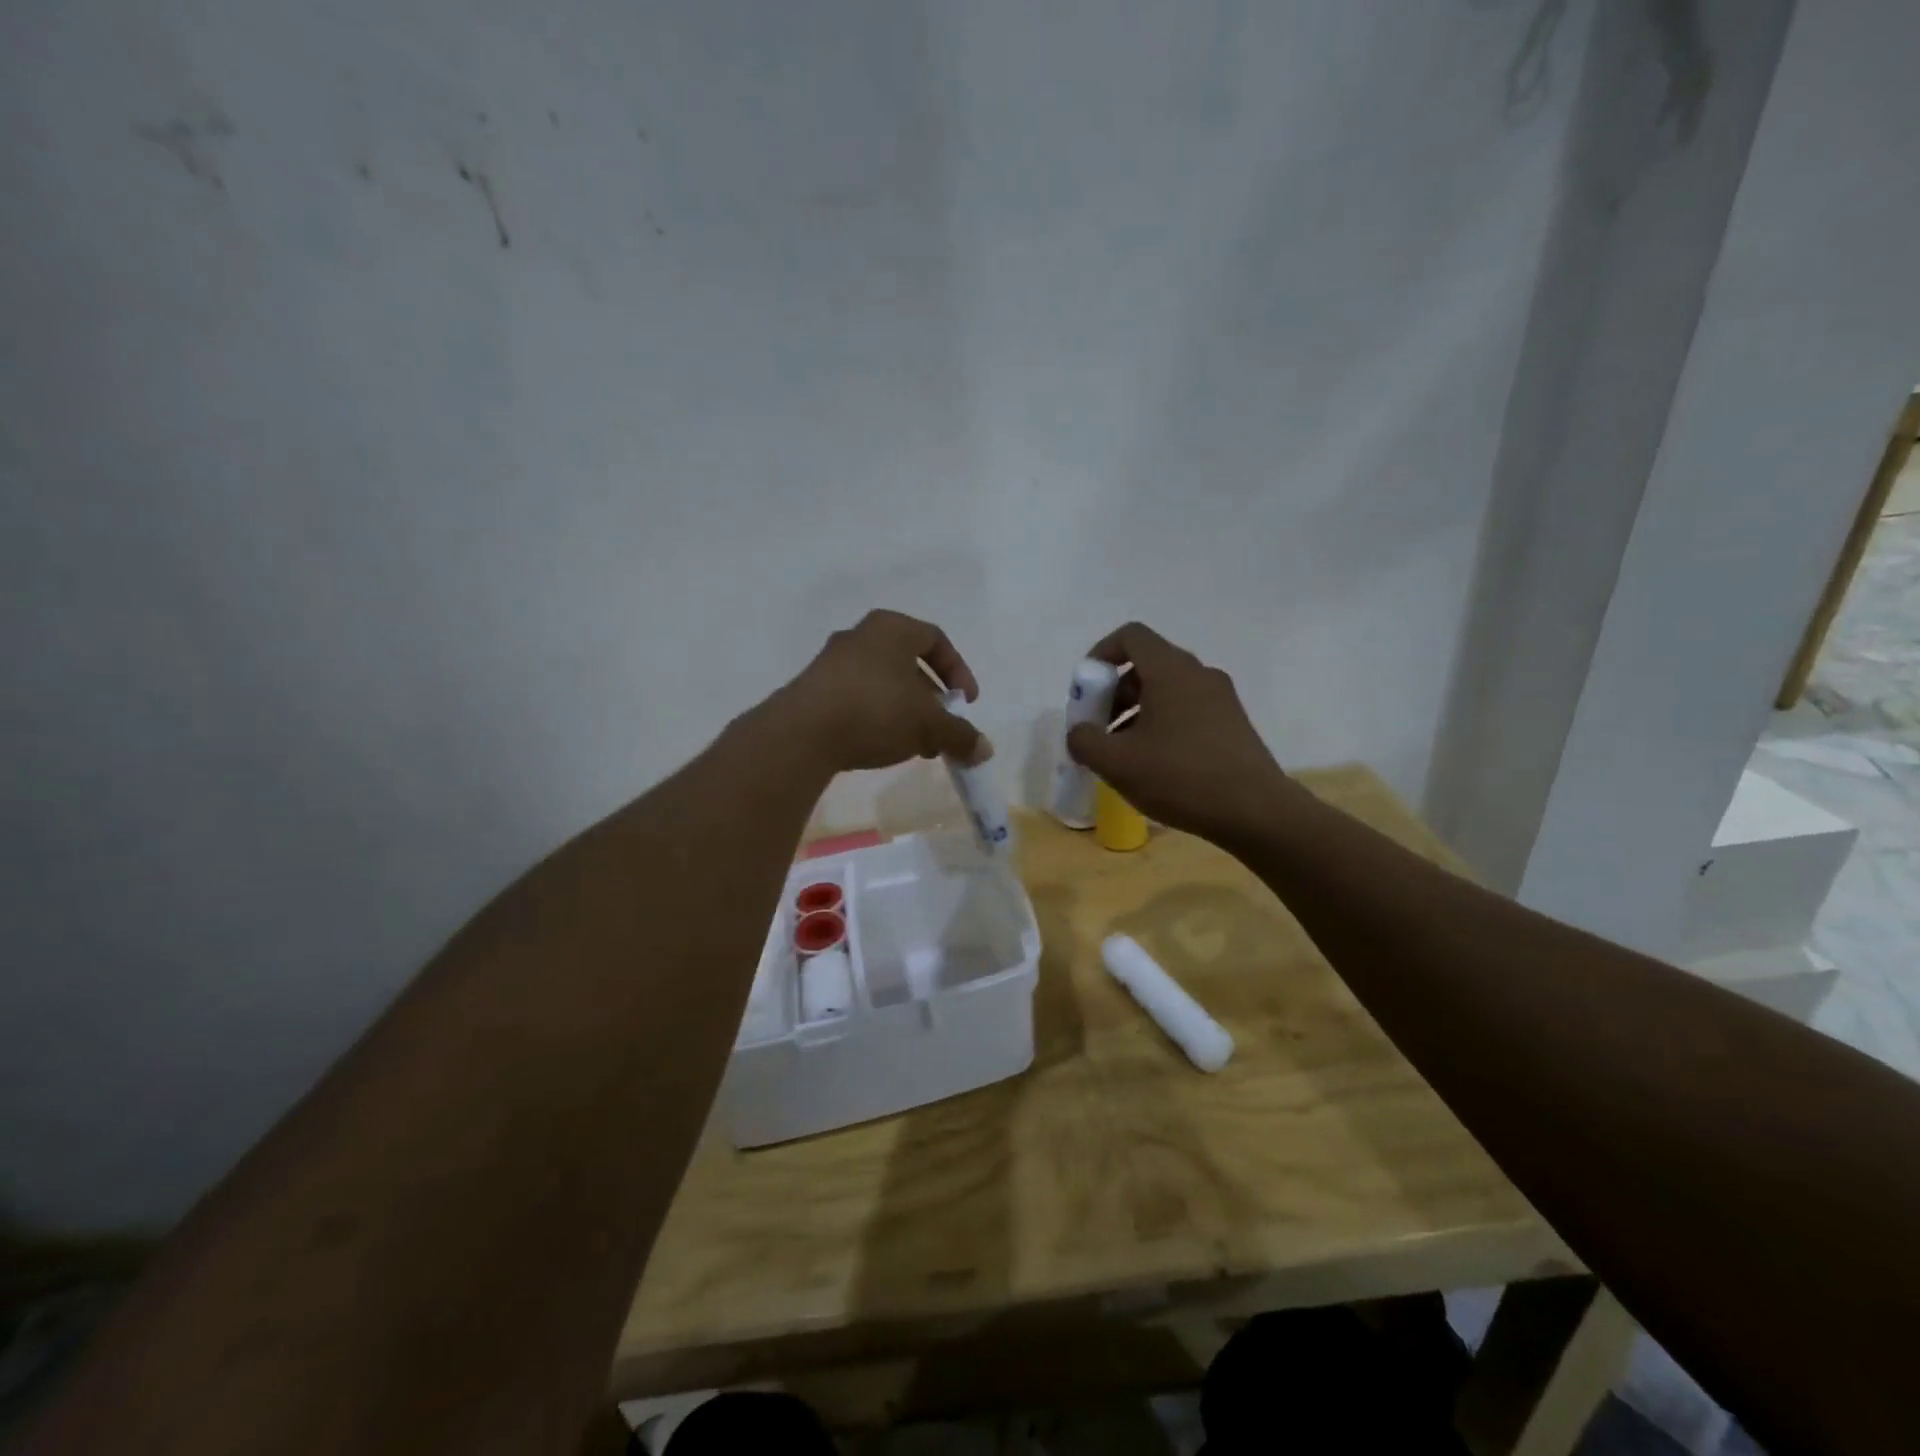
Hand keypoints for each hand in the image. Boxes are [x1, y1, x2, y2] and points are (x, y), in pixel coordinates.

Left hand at [774, 610, 989, 773]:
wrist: (803, 732)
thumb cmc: (876, 710)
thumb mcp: (929, 724)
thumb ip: (960, 734)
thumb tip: (984, 750)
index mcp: (891, 628)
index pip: (936, 640)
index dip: (958, 671)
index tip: (966, 703)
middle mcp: (860, 636)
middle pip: (908, 664)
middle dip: (931, 700)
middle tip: (943, 729)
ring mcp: (832, 662)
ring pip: (883, 684)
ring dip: (906, 713)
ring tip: (917, 745)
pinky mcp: (813, 690)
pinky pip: (857, 699)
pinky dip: (877, 718)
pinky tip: (883, 746)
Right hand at [1064, 622, 1295, 844]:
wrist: (1256, 812)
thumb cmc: (1180, 778)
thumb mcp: (1116, 763)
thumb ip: (1085, 740)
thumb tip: (1080, 732)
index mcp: (1171, 671)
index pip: (1131, 636)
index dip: (1100, 655)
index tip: (1086, 690)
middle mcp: (1198, 674)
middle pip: (1146, 665)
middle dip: (1114, 692)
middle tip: (1101, 730)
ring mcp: (1220, 698)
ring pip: (1167, 690)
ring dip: (1136, 712)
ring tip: (1124, 753)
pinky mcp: (1232, 723)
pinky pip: (1187, 709)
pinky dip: (1162, 723)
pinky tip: (1155, 764)